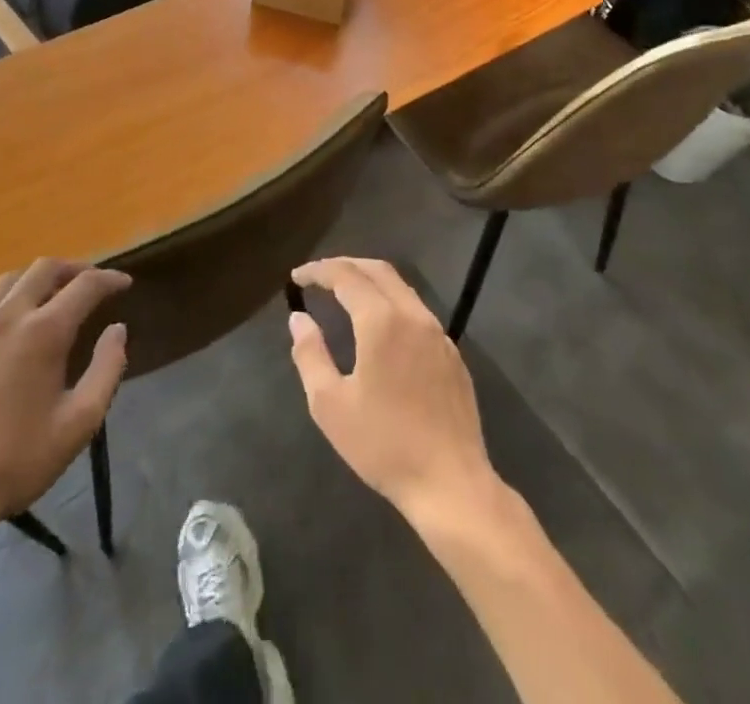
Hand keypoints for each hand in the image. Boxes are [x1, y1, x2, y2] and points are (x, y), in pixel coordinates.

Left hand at [0, 259, 129, 535]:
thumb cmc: (16, 461)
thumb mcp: (79, 423)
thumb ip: (106, 369)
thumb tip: (118, 330)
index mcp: (43, 331)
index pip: (85, 285)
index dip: (110, 279)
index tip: (125, 284)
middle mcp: (8, 316)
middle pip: (46, 267)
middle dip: (75, 268)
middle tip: (93, 284)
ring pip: (12, 279)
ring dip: (40, 279)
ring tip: (56, 297)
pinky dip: (12, 302)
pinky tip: (17, 331)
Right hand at [289, 257, 497, 526]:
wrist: (451, 484)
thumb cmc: (384, 445)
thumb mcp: (330, 405)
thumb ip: (310, 354)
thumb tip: (299, 319)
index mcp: (381, 321)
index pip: (346, 276)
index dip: (319, 271)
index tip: (297, 278)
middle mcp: (413, 315)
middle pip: (378, 270)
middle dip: (345, 266)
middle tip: (319, 277)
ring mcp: (438, 334)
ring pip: (401, 288)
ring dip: (370, 281)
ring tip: (345, 295)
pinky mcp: (452, 355)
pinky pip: (417, 312)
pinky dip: (391, 303)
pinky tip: (381, 327)